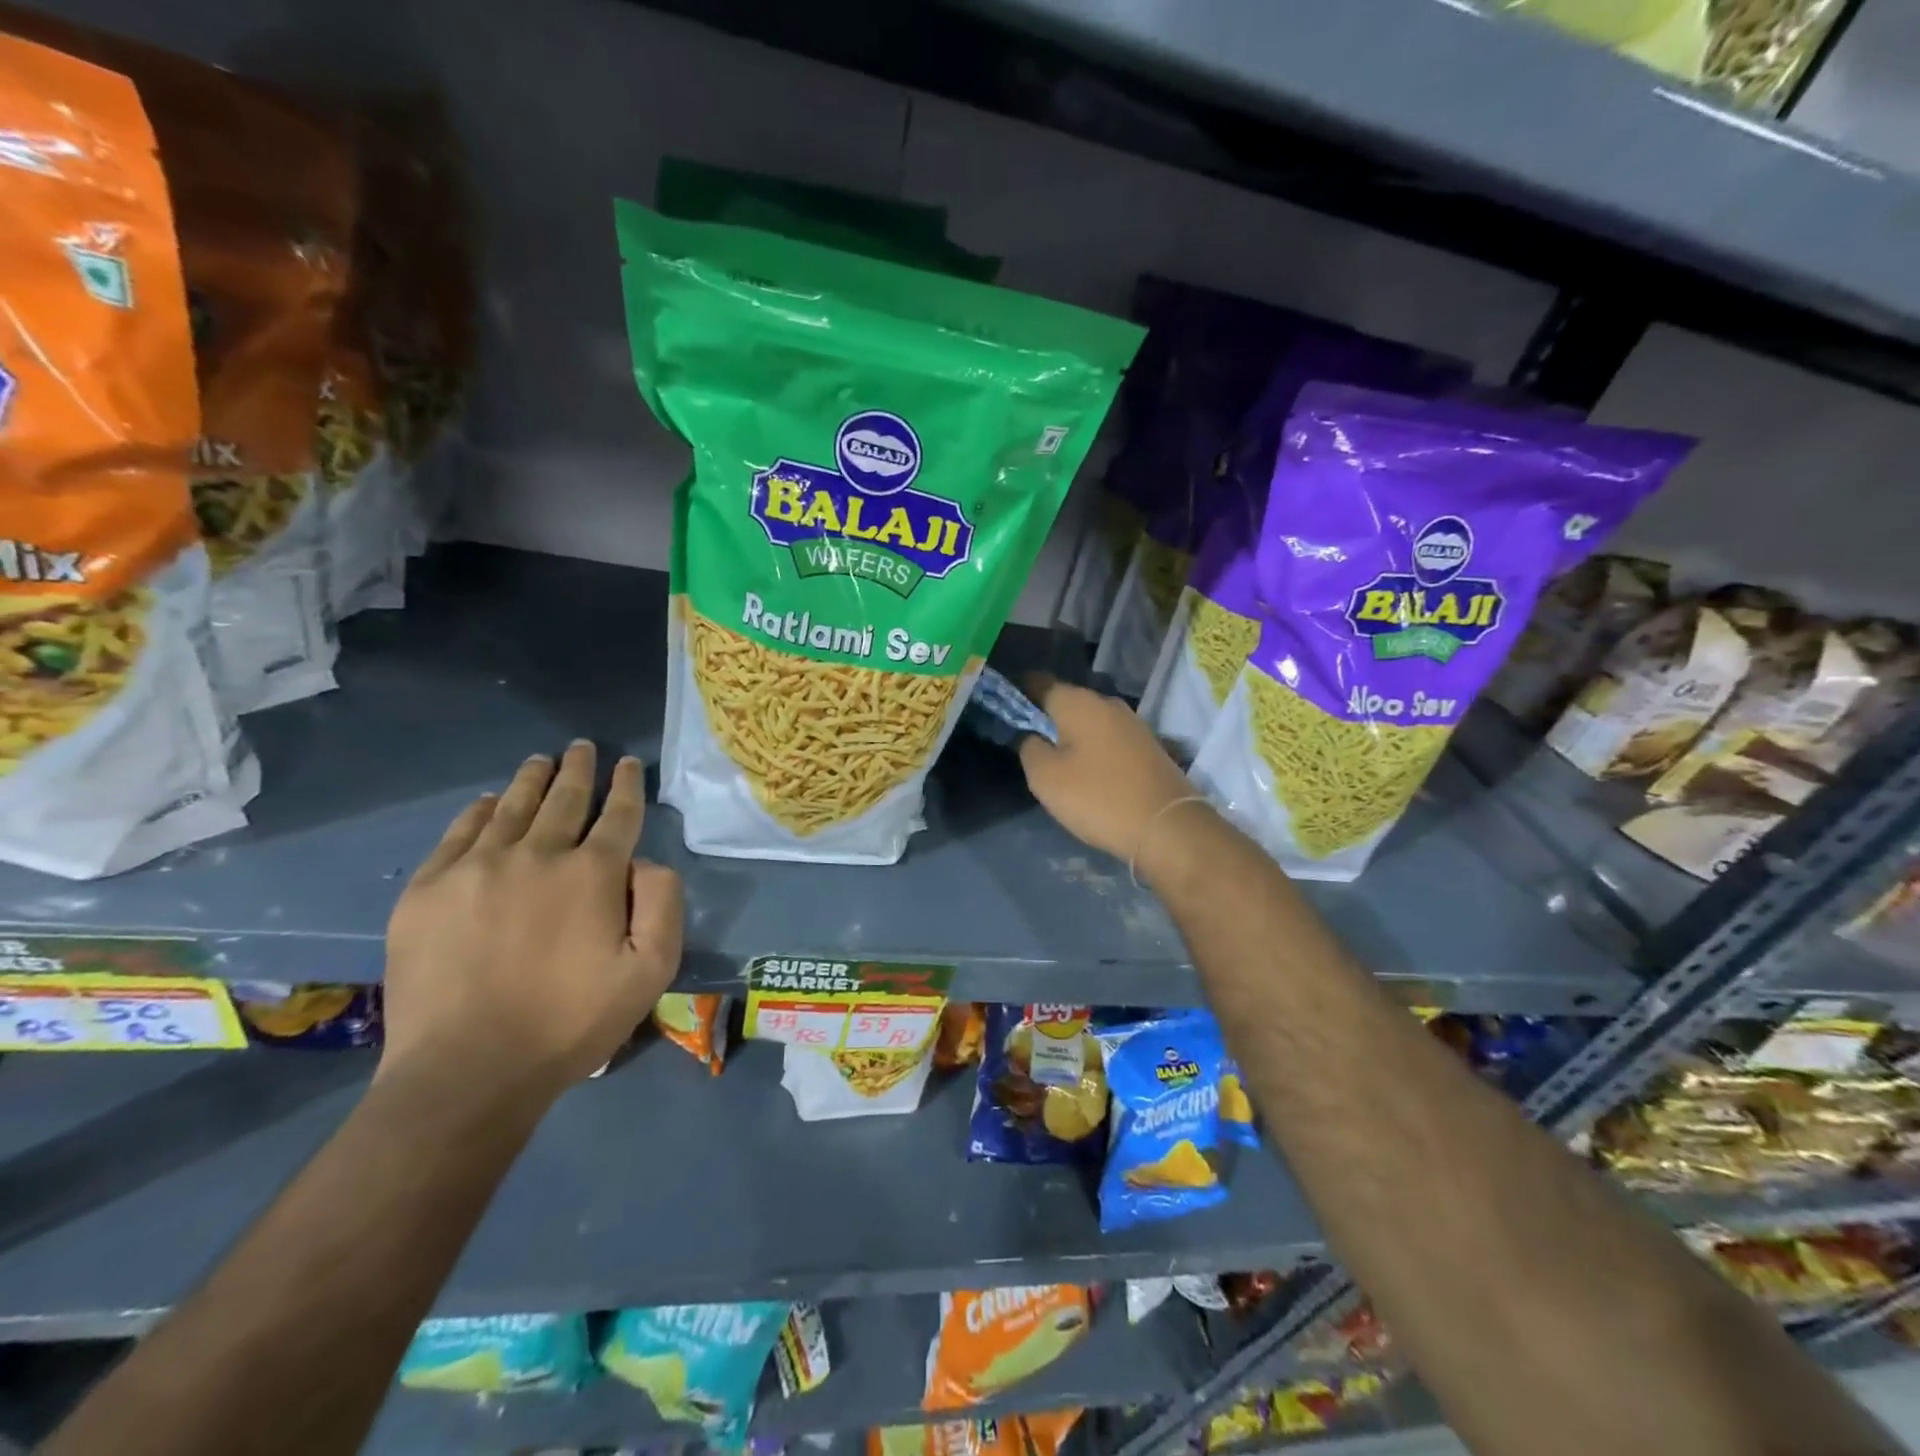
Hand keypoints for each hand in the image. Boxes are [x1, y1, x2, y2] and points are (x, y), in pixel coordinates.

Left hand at [382, 741, 683, 1099]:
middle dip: (579, 769)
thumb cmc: (571, 1022)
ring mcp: (476, 868)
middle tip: (582, 747)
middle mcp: (537, 854)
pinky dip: (477, 811)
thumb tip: (647, 861)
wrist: (466, 1071)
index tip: (628, 763)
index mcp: (593, 872)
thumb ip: (663, 903)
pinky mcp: (428, 890)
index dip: (627, 785)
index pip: (618, 813)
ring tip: (541, 761)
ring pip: (511, 806)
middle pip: (564, 798)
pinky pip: (458, 833)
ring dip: (531, 779)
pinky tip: (486, 803)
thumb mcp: (651, 970)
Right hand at [1017, 675, 1202, 864]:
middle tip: (1024, 740)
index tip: (1001, 710)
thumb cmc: (1098, 797)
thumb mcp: (1046, 777)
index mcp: (1078, 701)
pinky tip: (1085, 769)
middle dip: (1043, 715)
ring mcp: (1132, 723)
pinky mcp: (1147, 745)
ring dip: (1069, 733)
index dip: (1016, 692)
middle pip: (1065, 700)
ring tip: (1053, 758)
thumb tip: (1031, 735)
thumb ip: (1029, 747)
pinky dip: (1091, 747)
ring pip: (1088, 720)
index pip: (1037, 682)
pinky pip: (1107, 737)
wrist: (1168, 826)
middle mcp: (1107, 703)